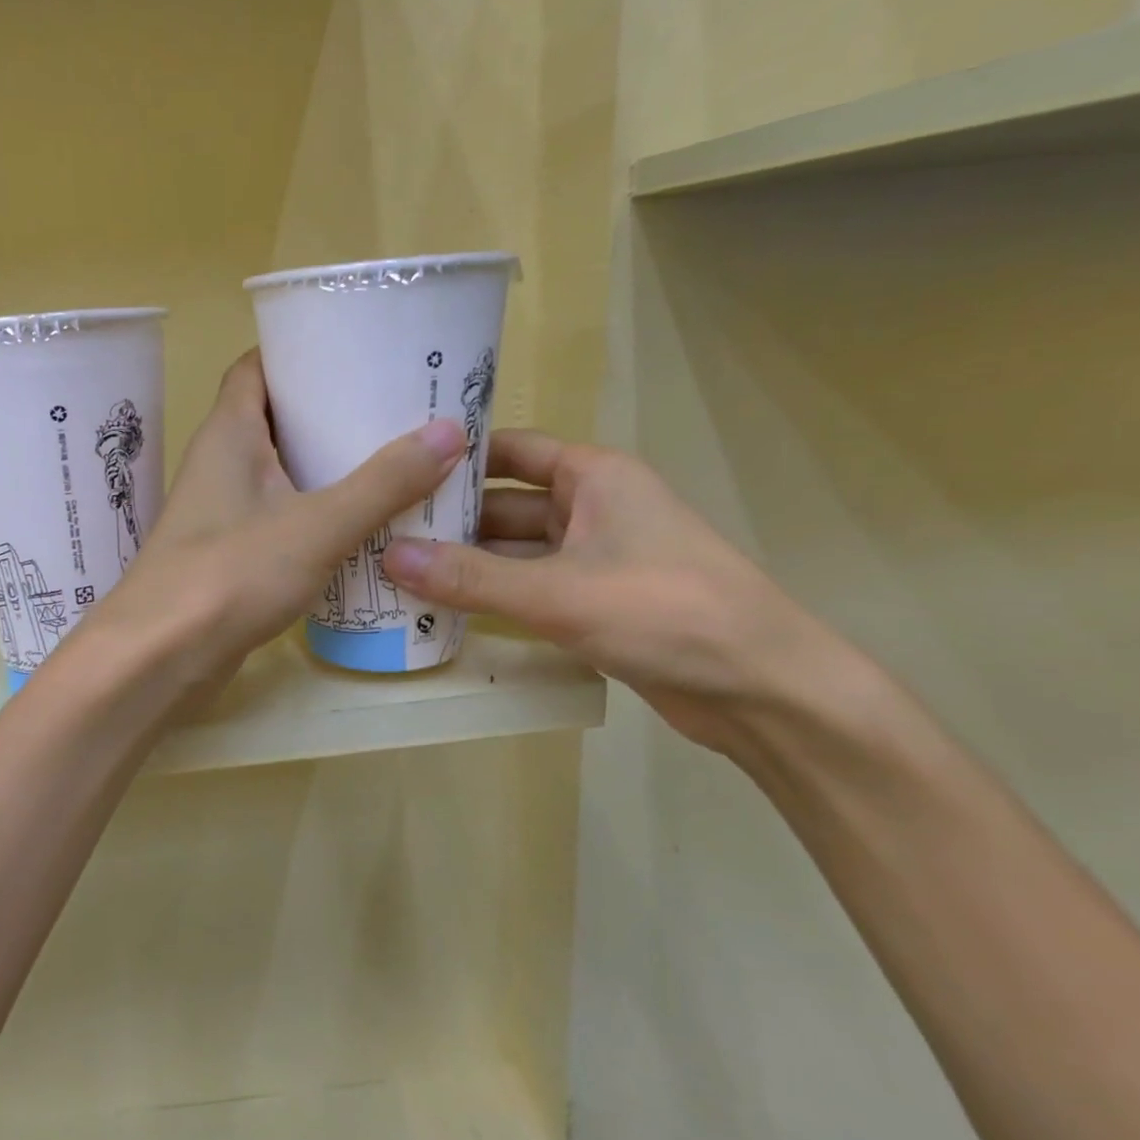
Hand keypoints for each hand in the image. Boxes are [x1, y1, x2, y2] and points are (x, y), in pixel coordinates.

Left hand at [89, 350, 464, 695]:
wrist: (159, 657)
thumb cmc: (231, 574)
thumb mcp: (318, 524)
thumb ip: (383, 482)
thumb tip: (449, 431)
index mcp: (229, 432)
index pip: (256, 366)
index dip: (299, 349)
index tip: (354, 348)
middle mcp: (219, 462)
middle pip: (274, 417)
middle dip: (327, 409)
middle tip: (392, 406)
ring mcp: (220, 510)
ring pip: (278, 470)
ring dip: (325, 464)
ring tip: (390, 459)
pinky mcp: (228, 553)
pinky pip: (278, 515)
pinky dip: (314, 511)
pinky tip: (359, 524)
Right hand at [381, 431, 842, 752]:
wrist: (762, 690)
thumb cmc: (666, 612)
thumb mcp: (559, 593)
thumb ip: (471, 577)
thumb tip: (388, 557)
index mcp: (593, 476)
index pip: (508, 449)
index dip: (453, 457)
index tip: (392, 468)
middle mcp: (590, 507)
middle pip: (502, 503)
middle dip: (446, 520)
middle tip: (376, 531)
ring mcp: (592, 558)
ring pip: (512, 551)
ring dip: (463, 563)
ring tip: (392, 571)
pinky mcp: (593, 602)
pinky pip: (527, 588)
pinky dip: (489, 596)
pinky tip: (439, 609)